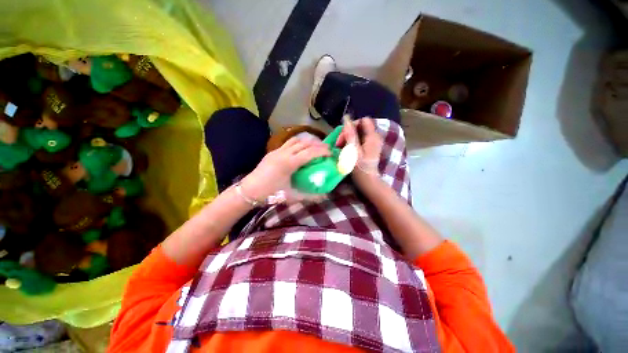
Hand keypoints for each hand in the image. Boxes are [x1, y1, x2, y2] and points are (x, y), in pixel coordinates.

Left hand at [241, 137, 330, 201]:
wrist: (249, 191)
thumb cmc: (271, 194)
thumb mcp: (292, 196)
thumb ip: (309, 196)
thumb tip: (324, 196)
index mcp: (290, 163)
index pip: (310, 152)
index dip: (322, 151)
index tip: (331, 153)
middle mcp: (284, 153)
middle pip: (304, 143)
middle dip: (317, 144)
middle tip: (326, 148)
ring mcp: (277, 151)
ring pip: (295, 140)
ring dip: (307, 142)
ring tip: (315, 147)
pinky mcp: (272, 152)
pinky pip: (288, 143)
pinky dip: (298, 143)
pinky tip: (300, 150)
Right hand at [336, 117, 382, 184]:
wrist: (368, 181)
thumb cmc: (360, 168)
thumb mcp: (353, 151)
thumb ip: (350, 134)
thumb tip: (346, 119)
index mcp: (372, 137)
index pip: (363, 120)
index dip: (352, 124)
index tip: (343, 135)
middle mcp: (374, 137)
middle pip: (360, 127)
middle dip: (347, 133)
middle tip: (339, 144)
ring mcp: (372, 143)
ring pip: (358, 134)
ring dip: (348, 139)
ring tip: (341, 148)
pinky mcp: (369, 148)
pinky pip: (359, 140)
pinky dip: (351, 143)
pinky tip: (346, 151)